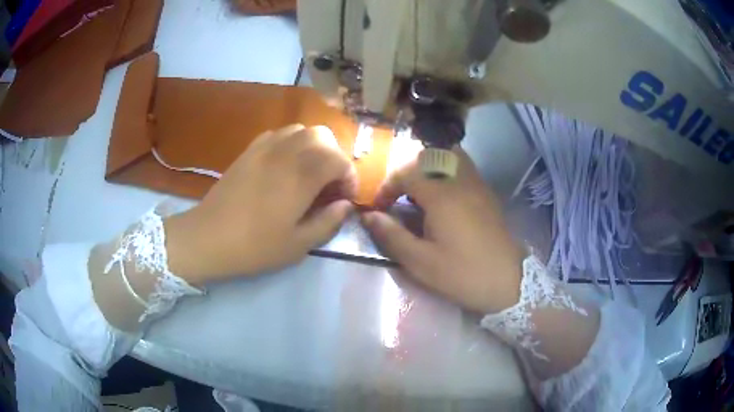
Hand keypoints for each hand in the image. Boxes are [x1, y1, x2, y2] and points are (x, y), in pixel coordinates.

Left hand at [165, 124, 355, 283]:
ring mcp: (265, 148)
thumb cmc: (255, 246)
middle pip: (323, 136)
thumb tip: (345, 206)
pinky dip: (291, 143)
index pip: (339, 160)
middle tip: (329, 183)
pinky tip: (285, 165)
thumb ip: (328, 222)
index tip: (344, 199)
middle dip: (335, 157)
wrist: (209, 238)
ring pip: (301, 129)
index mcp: (301, 177)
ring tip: (309, 172)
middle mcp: (286, 153)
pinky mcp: (249, 150)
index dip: (349, 177)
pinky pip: (279, 134)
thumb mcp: (299, 245)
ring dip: (314, 147)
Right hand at [362, 147, 524, 313]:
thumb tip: (368, 216)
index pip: (406, 172)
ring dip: (428, 167)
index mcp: (441, 195)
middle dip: (406, 172)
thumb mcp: (421, 263)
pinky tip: (443, 198)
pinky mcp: (486, 193)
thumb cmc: (463, 274)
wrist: (509, 281)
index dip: (387, 187)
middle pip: (427, 156)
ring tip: (420, 193)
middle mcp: (460, 180)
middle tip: (398, 197)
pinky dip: (446, 172)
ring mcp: (477, 184)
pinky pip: (463, 167)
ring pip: (448, 156)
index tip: (379, 208)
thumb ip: (392, 236)